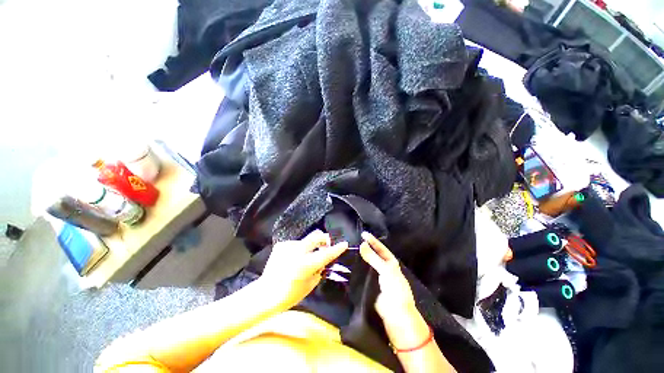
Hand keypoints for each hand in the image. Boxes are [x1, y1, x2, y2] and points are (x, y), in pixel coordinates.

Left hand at [260, 230, 347, 309]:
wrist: (266, 293)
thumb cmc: (290, 294)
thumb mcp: (310, 285)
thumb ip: (319, 269)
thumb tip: (323, 261)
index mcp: (306, 264)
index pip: (326, 254)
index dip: (337, 249)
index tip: (344, 244)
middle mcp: (298, 251)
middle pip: (316, 235)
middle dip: (324, 239)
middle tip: (325, 245)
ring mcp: (288, 246)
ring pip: (306, 240)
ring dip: (310, 246)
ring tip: (305, 257)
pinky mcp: (281, 245)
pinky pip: (296, 244)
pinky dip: (299, 249)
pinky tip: (293, 259)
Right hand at [359, 232, 430, 349]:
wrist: (395, 314)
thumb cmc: (394, 289)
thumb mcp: (385, 270)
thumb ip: (373, 257)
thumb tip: (362, 244)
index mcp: (391, 262)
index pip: (380, 248)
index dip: (372, 240)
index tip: (363, 233)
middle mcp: (384, 268)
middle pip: (374, 255)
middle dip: (366, 248)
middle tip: (354, 241)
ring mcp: (377, 277)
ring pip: (368, 264)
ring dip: (361, 258)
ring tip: (350, 250)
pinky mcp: (371, 285)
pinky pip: (364, 274)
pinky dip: (358, 268)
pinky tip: (350, 264)